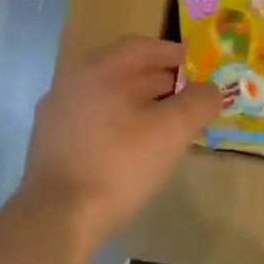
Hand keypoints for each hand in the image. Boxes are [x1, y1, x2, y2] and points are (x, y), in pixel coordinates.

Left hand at [20, 37, 221, 249]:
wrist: (58, 216)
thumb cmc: (119, 166)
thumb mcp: (171, 132)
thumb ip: (198, 103)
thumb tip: (212, 89)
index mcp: (99, 70)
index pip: (143, 47)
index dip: (176, 54)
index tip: (200, 68)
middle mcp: (73, 81)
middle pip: (124, 69)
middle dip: (161, 79)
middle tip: (189, 97)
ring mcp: (57, 111)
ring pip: (108, 95)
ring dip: (140, 101)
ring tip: (166, 121)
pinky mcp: (52, 140)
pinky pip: (94, 117)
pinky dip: (119, 120)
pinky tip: (134, 144)